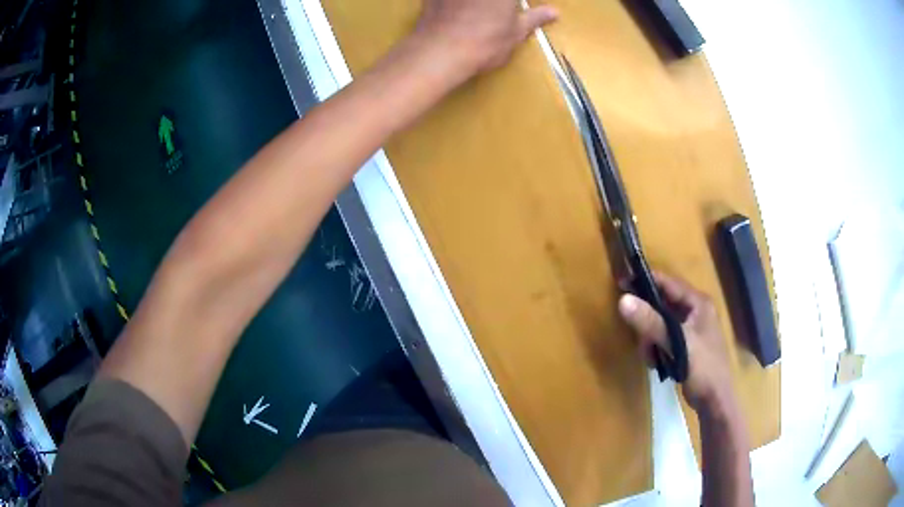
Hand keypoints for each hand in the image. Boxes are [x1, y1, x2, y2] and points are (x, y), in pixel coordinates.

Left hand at [414, 0, 558, 73]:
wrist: (439, 52)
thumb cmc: (484, 44)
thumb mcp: (515, 33)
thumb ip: (534, 18)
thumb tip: (554, 12)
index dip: (512, 4)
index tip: (513, 9)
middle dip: (499, 5)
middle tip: (500, 13)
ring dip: (475, 4)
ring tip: (478, 14)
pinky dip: (452, 3)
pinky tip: (455, 11)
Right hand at [617, 272, 733, 411]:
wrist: (715, 400)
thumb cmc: (702, 367)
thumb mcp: (677, 343)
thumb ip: (651, 322)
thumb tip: (623, 300)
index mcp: (698, 303)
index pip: (668, 283)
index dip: (645, 281)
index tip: (621, 282)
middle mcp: (695, 311)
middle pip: (663, 303)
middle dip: (648, 319)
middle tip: (637, 333)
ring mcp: (691, 328)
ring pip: (661, 322)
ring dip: (651, 337)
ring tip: (649, 354)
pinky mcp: (686, 344)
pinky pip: (664, 337)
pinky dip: (656, 346)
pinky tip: (655, 360)